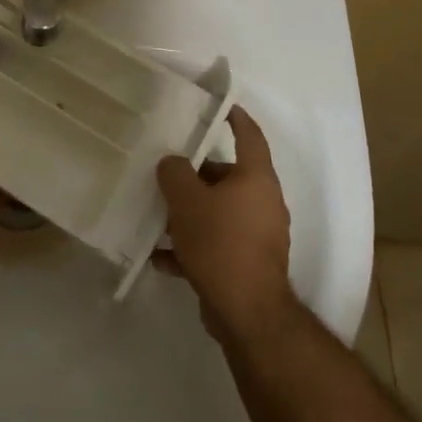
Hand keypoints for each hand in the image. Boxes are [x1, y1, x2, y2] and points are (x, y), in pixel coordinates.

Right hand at [155, 106, 293, 342]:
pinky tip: (162, 258)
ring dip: (190, 214)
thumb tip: (172, 163)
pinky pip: (217, 244)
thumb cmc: (220, 243)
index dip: (236, 118)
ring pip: (219, 212)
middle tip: (167, 176)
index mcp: (256, 179)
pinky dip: (192, 247)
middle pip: (227, 177)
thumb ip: (174, 173)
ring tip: (158, 220)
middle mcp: (263, 203)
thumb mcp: (186, 200)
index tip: (221, 108)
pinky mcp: (248, 265)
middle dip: (196, 177)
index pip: (249, 136)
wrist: (247, 313)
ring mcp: (259, 236)